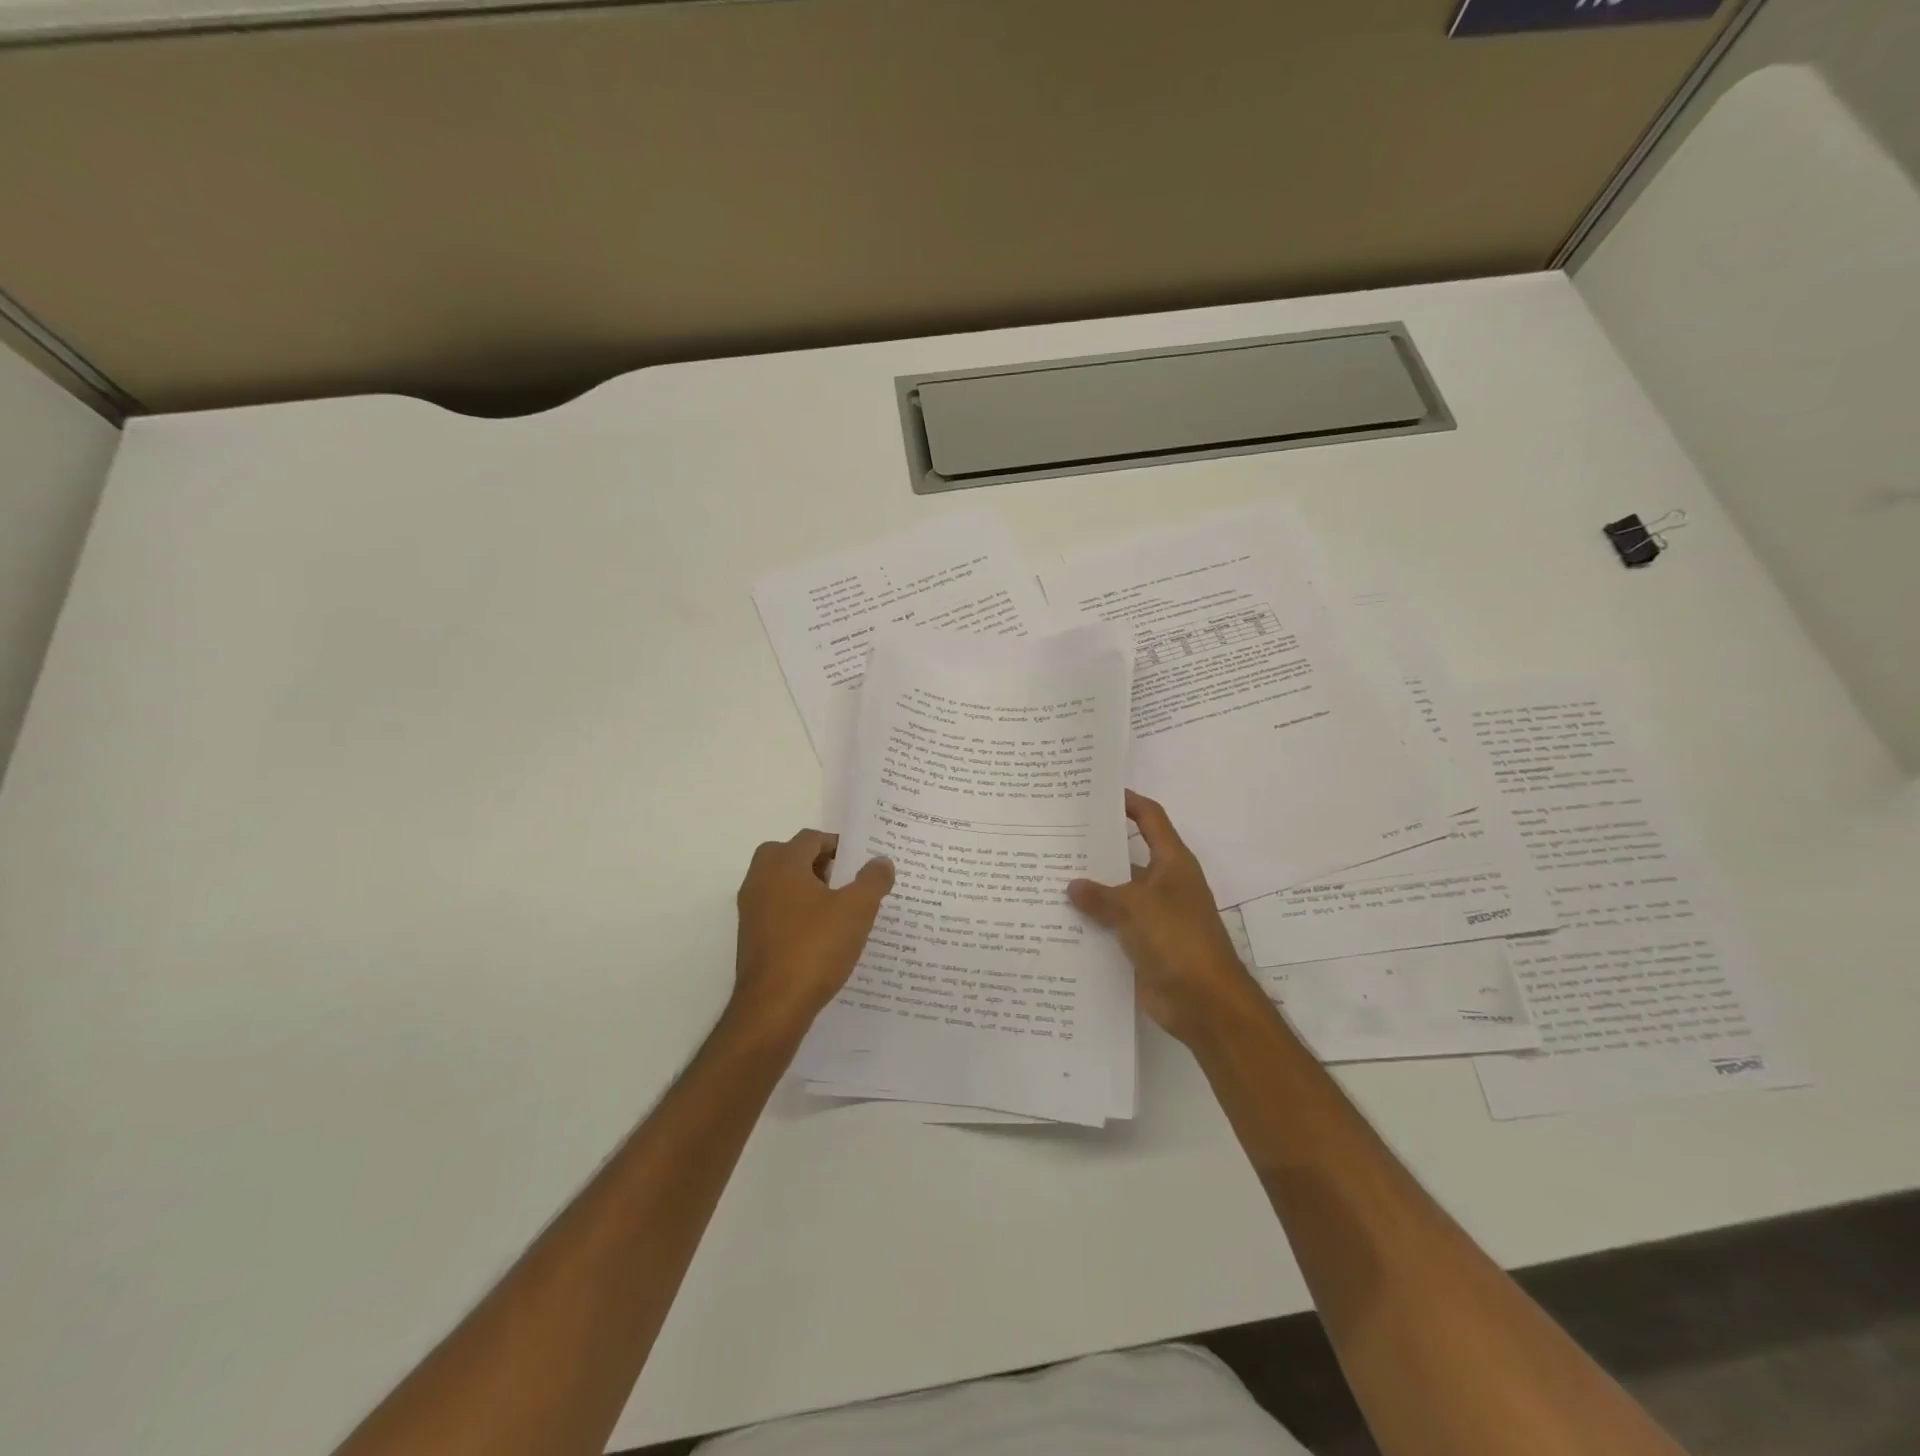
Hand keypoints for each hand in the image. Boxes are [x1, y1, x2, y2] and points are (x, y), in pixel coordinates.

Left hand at [732, 830, 894, 1038]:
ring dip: (807, 888)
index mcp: (782, 865)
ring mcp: (751, 911)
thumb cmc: (815, 948)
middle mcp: (760, 881)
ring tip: (839, 908)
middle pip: (789, 856)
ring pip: (781, 884)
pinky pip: (776, 911)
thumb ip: (873, 880)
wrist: (773, 1007)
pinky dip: (797, 912)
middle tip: (846, 879)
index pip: (810, 838)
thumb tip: (881, 861)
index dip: (838, 845)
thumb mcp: (856, 910)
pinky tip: (822, 935)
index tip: (862, 860)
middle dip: (818, 863)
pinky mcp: (751, 938)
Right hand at [1068, 792, 1266, 1045]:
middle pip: (1127, 856)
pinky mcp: (1143, 946)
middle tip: (1055, 837)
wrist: (1204, 1003)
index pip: (1151, 819)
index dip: (1129, 802)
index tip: (1097, 793)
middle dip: (1095, 848)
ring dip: (1089, 890)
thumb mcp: (1137, 907)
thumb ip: (1101, 895)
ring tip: (1047, 877)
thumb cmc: (1178, 939)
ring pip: (1115, 894)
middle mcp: (1163, 884)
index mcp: (1172, 863)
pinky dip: (1091, 923)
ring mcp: (1153, 917)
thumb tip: (1072, 886)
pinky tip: (1058, 920)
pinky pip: (1112, 926)